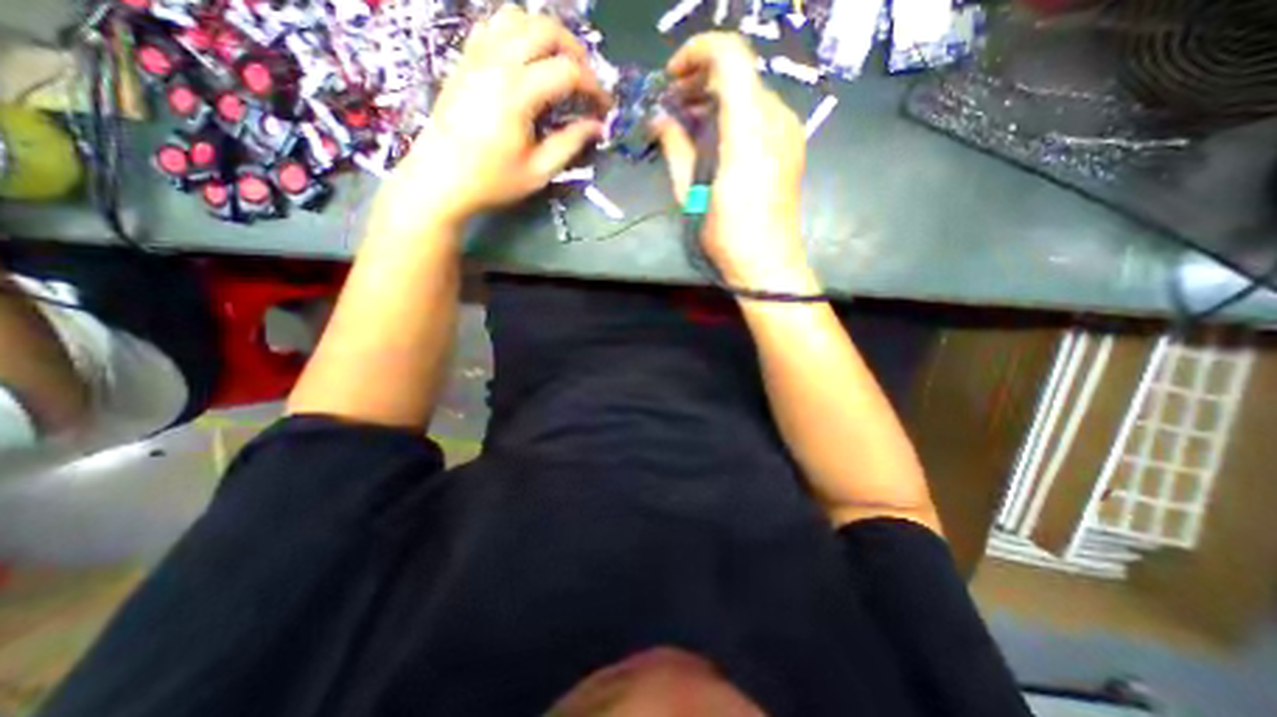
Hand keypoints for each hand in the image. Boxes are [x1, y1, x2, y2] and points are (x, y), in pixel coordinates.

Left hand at [368, 5, 606, 234]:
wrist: (440, 179)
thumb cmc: (492, 180)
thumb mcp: (539, 171)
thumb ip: (570, 144)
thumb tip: (597, 127)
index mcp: (518, 92)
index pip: (568, 71)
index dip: (594, 87)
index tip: (605, 108)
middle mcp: (497, 61)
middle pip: (545, 29)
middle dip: (576, 52)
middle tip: (587, 81)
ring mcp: (477, 55)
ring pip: (517, 17)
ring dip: (546, 35)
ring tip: (560, 65)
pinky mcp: (465, 60)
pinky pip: (493, 26)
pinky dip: (517, 33)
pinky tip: (526, 59)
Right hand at [653, 31, 812, 290]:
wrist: (769, 265)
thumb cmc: (727, 236)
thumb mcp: (691, 194)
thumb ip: (676, 148)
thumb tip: (660, 119)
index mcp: (749, 127)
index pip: (730, 55)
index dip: (696, 53)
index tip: (671, 79)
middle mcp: (776, 119)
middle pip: (740, 73)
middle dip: (702, 80)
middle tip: (674, 106)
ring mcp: (789, 133)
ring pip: (751, 94)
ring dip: (718, 99)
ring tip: (691, 125)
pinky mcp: (792, 148)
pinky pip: (761, 116)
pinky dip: (735, 116)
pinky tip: (717, 142)